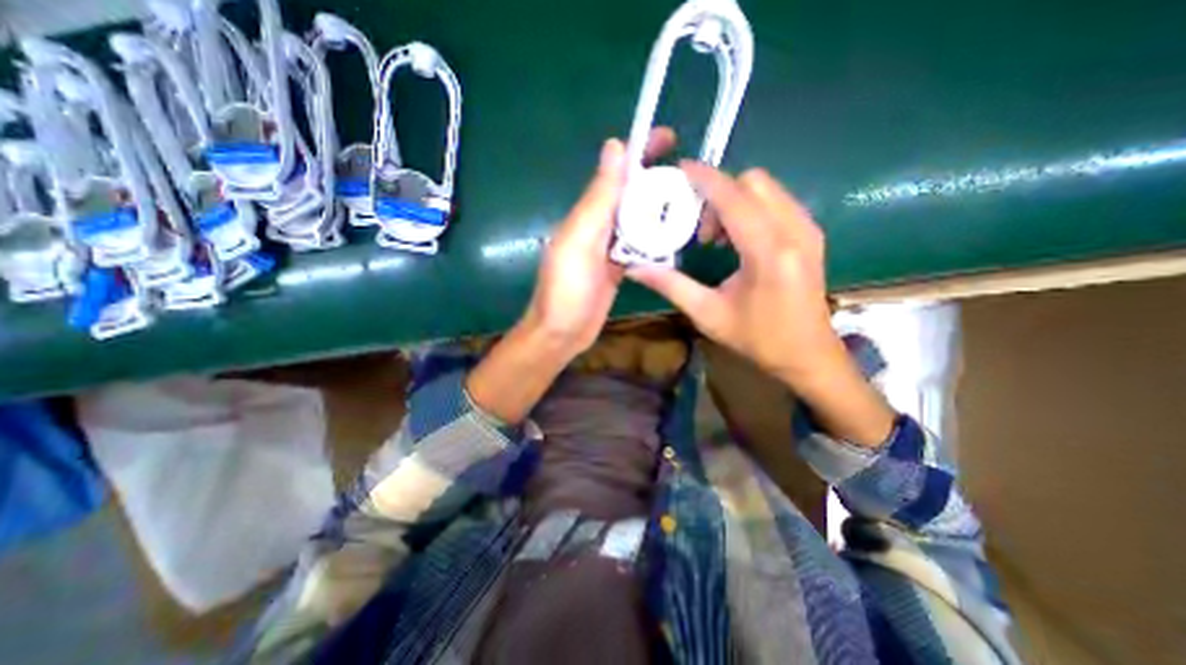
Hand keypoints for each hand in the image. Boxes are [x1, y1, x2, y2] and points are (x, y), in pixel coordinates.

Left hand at [470, 124, 675, 423]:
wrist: (562, 332)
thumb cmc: (567, 288)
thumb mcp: (580, 240)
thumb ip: (598, 198)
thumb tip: (615, 146)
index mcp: (588, 212)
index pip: (616, 172)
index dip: (640, 152)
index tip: (669, 139)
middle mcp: (599, 225)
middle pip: (631, 194)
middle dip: (658, 181)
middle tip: (692, 179)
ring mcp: (609, 248)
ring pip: (638, 219)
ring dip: (660, 210)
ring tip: (692, 203)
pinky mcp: (617, 267)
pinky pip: (639, 245)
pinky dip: (655, 239)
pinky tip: (676, 237)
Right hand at [625, 163, 837, 387]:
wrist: (808, 354)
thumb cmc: (758, 338)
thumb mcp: (708, 314)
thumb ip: (671, 285)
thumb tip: (636, 268)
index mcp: (768, 252)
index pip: (733, 197)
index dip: (705, 178)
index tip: (680, 171)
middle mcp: (794, 231)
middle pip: (753, 182)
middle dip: (719, 194)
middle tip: (699, 229)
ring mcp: (807, 230)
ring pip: (767, 188)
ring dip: (735, 200)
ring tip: (717, 237)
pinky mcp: (811, 234)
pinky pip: (777, 201)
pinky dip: (752, 207)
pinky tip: (738, 239)